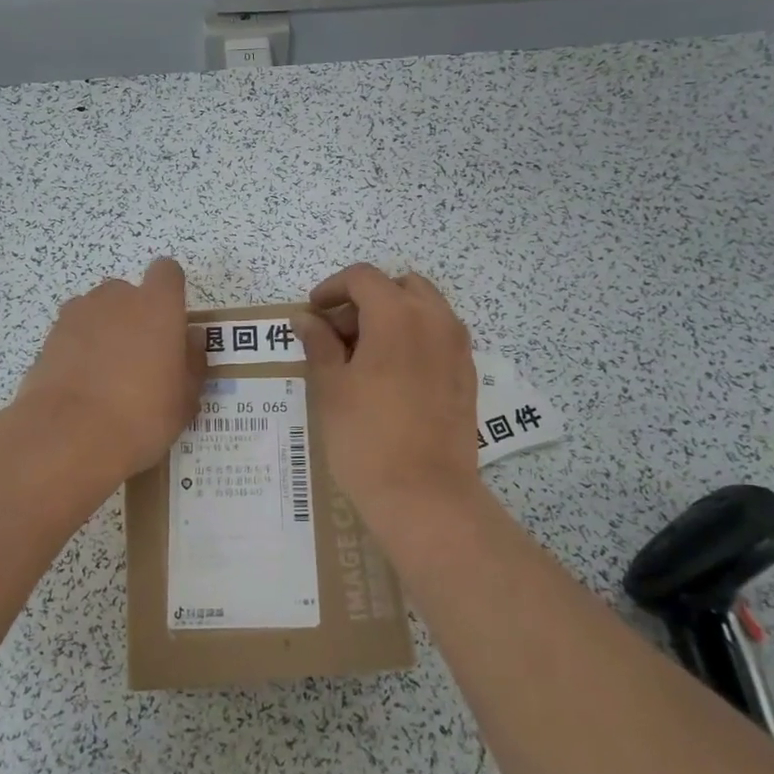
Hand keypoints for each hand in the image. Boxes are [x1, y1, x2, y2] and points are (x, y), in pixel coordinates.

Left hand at [12, 258, 203, 488]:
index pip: (167, 272)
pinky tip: (82, 385)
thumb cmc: (142, 415)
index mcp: (157, 305)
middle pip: (128, 293)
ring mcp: (77, 315)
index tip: (172, 322)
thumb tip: (190, 339)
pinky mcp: (49, 337)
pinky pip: (72, 334)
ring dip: (104, 330)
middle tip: (141, 358)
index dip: (170, 292)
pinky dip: (78, 350)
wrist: (69, 436)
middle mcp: (117, 299)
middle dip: (134, 315)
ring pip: (97, 311)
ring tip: (107, 374)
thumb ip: (192, 362)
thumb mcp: (184, 399)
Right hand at [292, 264, 480, 527]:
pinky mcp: (467, 374)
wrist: (425, 496)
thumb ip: (319, 343)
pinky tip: (392, 377)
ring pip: (424, 309)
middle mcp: (435, 320)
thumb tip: (306, 318)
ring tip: (364, 356)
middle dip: (366, 300)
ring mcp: (457, 347)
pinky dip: (414, 338)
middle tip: (338, 334)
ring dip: (392, 317)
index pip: (363, 278)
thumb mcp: (330, 387)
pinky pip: (439, 337)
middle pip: (399, 286)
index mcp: (397, 314)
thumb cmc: (366, 437)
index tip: (313, 313)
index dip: (332, 288)